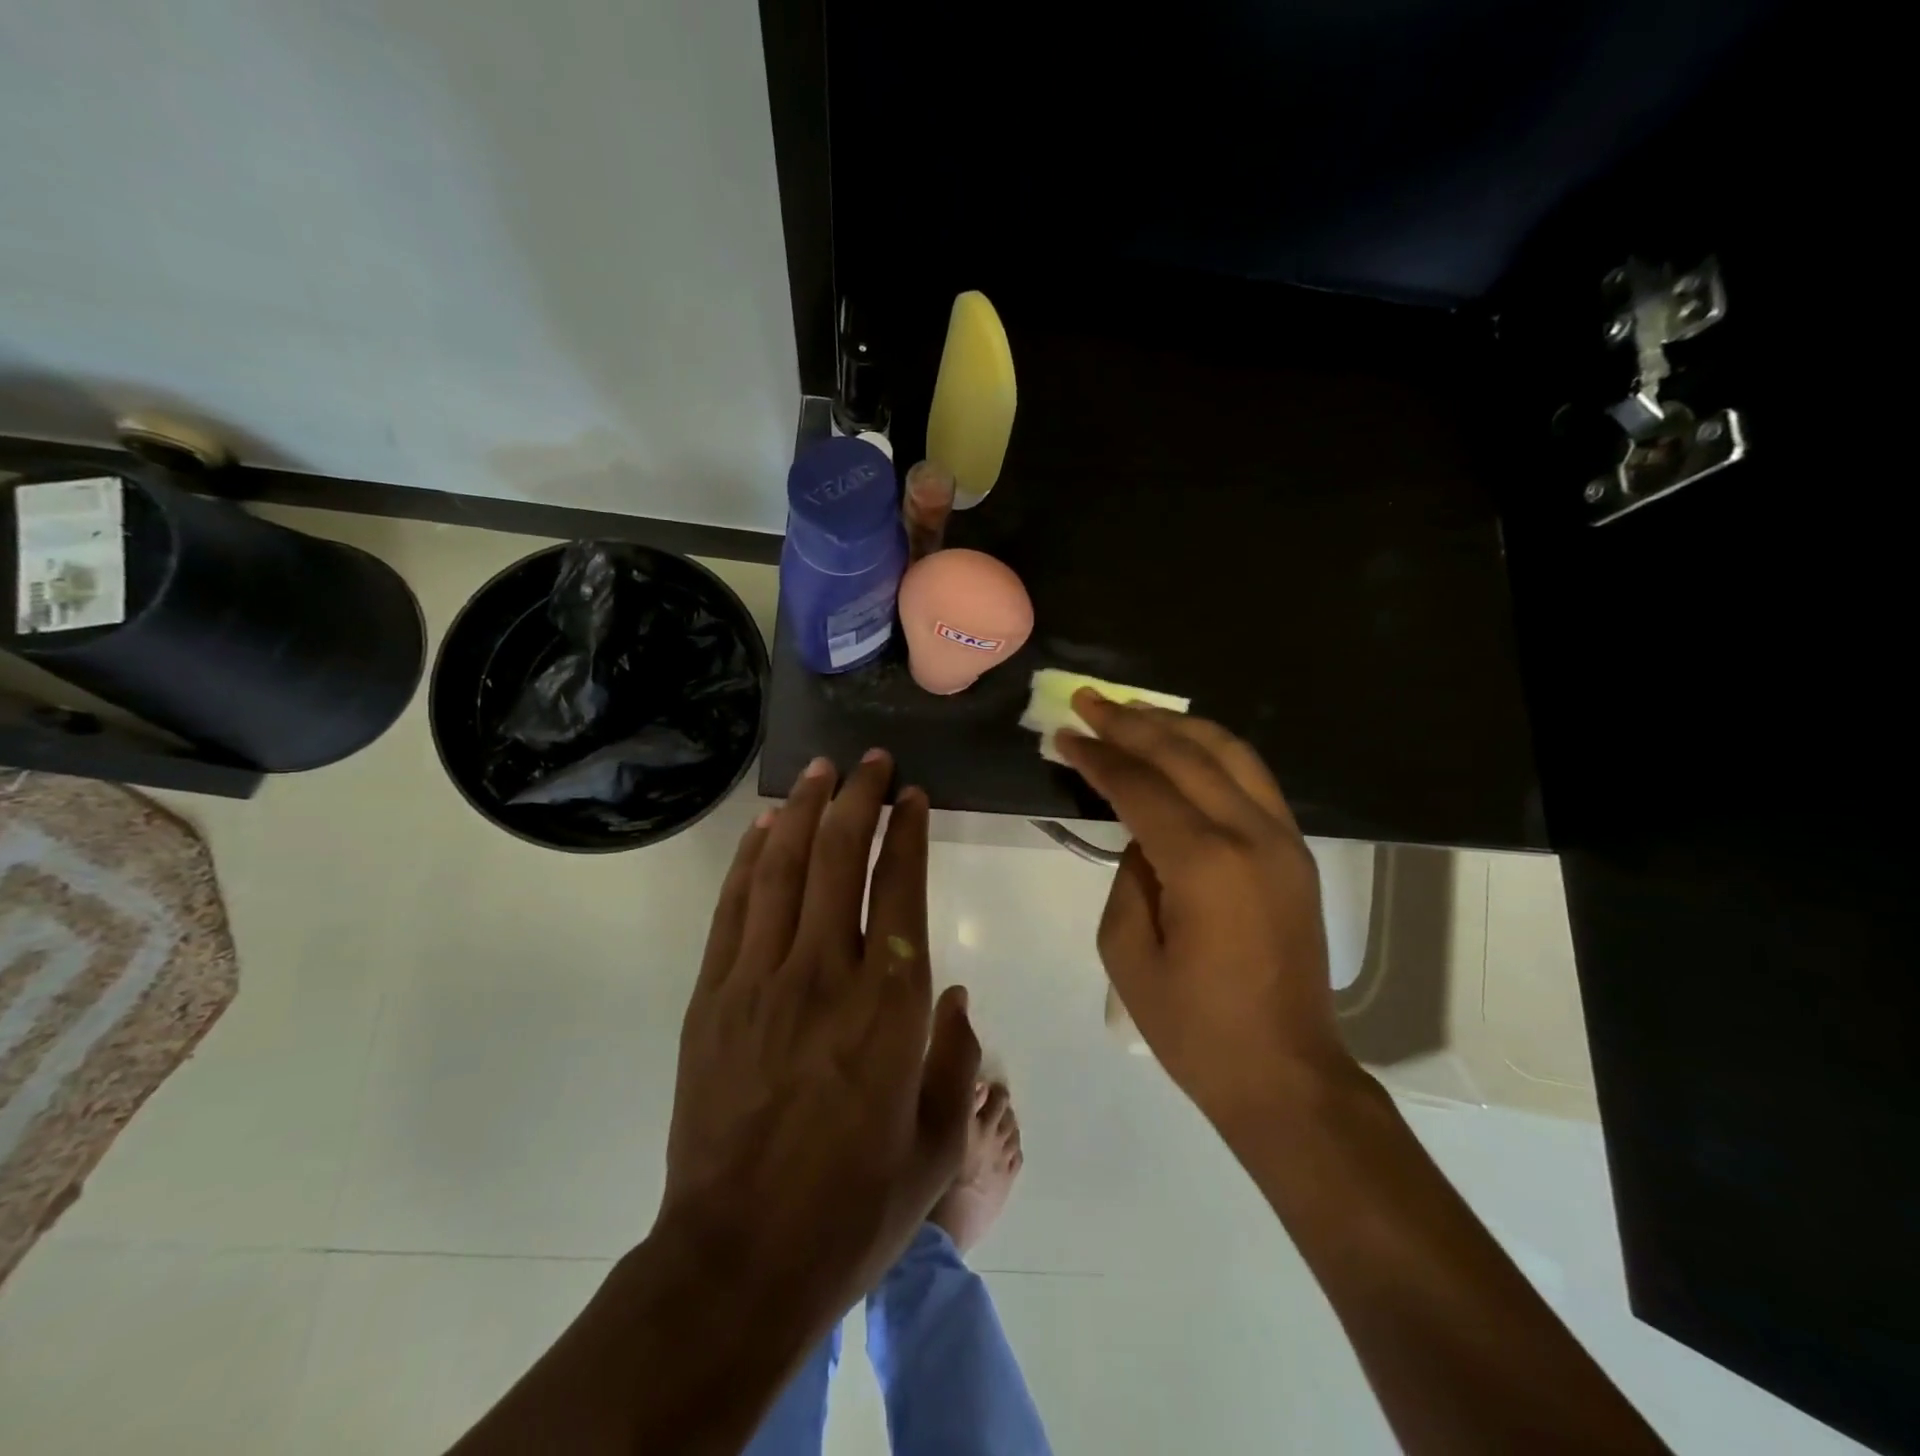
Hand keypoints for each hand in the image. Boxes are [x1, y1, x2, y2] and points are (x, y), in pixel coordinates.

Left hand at [657, 751, 979, 1338]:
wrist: (740, 1259)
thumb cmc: (853, 1206)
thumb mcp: (937, 1143)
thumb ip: (956, 1059)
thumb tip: (953, 998)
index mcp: (890, 1004)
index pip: (900, 887)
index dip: (908, 832)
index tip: (913, 796)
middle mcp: (826, 972)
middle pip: (840, 858)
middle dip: (859, 799)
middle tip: (871, 761)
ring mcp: (760, 978)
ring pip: (784, 868)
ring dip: (805, 810)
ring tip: (820, 770)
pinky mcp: (714, 995)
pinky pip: (734, 907)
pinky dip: (751, 858)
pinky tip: (765, 827)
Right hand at [1055, 692, 1350, 1123]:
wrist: (1286, 1074)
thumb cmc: (1193, 1027)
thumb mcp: (1127, 953)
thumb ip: (1128, 876)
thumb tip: (1142, 834)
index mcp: (1205, 864)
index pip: (1142, 787)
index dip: (1099, 756)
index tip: (1064, 734)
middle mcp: (1251, 835)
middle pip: (1186, 754)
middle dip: (1132, 721)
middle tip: (1088, 699)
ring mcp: (1283, 840)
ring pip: (1230, 753)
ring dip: (1176, 724)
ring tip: (1132, 709)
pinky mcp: (1295, 852)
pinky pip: (1251, 779)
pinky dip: (1212, 751)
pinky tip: (1182, 746)